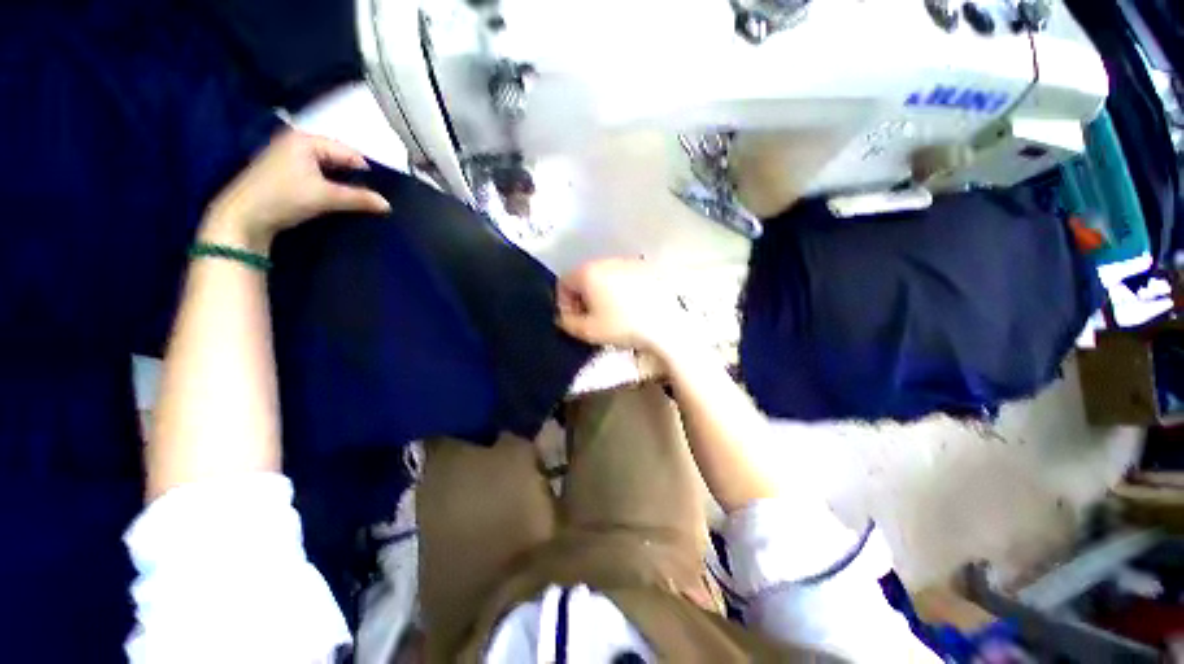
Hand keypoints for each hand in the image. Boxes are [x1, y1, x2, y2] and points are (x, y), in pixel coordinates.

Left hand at [199, 130, 390, 252]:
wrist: (242, 216)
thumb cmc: (283, 198)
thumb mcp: (326, 197)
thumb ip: (359, 198)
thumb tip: (388, 205)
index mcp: (306, 139)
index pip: (349, 153)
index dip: (366, 172)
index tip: (380, 192)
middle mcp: (296, 141)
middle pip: (338, 158)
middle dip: (354, 177)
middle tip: (370, 197)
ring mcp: (288, 155)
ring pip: (328, 167)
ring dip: (341, 183)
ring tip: (355, 199)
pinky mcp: (283, 170)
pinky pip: (316, 173)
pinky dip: (328, 184)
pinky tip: (334, 198)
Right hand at [556, 258, 690, 353]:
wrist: (664, 322)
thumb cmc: (621, 325)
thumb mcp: (588, 331)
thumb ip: (567, 323)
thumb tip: (563, 318)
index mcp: (588, 272)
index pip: (564, 282)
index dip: (564, 303)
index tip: (573, 319)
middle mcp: (605, 260)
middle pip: (584, 277)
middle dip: (582, 297)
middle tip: (589, 318)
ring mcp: (627, 262)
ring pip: (604, 275)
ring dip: (600, 292)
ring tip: (610, 313)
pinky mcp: (645, 268)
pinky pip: (624, 277)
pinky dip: (620, 289)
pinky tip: (629, 306)